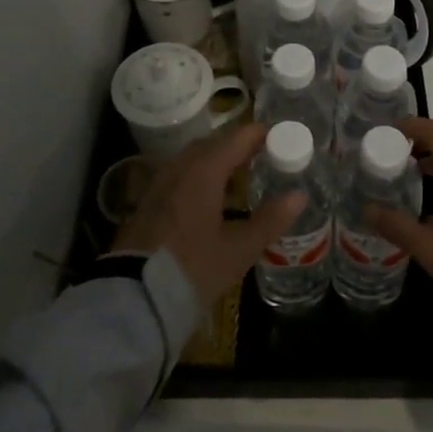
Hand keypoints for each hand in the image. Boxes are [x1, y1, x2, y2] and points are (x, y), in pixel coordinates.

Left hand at [110, 122, 304, 308]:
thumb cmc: (192, 269)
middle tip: (262, 154)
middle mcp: (180, 168)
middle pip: (213, 143)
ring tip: (238, 173)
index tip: (279, 136)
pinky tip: (208, 195)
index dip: (259, 134)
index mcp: (204, 171)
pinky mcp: (148, 201)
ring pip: (193, 158)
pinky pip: (179, 173)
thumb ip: (269, 220)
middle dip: (237, 144)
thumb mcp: (238, 250)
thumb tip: (298, 196)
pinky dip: (198, 174)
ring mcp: (160, 183)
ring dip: (216, 158)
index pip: (237, 138)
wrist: (134, 297)